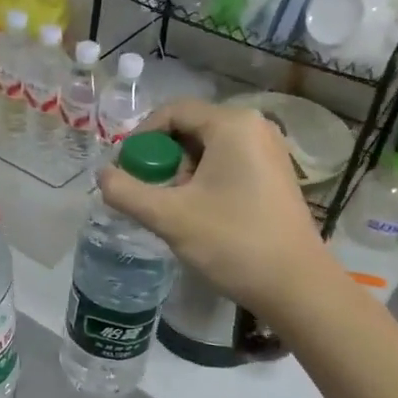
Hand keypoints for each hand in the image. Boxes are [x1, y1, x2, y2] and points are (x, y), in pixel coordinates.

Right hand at [97, 99, 329, 318]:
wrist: (295, 286)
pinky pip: (229, 163)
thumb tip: (102, 175)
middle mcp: (255, 127)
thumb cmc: (232, 243)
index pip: (173, 111)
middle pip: (191, 129)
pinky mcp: (275, 175)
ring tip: (172, 207)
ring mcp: (270, 151)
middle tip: (147, 192)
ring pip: (209, 149)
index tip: (124, 169)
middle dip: (162, 158)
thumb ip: (127, 192)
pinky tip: (198, 213)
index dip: (141, 137)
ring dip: (182, 172)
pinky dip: (205, 180)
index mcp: (232, 124)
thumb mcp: (169, 217)